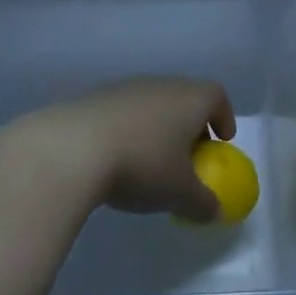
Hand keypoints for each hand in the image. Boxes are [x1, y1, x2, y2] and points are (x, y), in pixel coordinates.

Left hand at [13, 78, 235, 222]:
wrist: (72, 148)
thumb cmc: (141, 164)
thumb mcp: (179, 193)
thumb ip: (203, 202)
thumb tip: (215, 210)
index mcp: (189, 99)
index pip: (216, 95)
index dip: (224, 116)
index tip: (221, 142)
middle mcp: (161, 84)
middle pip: (184, 97)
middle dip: (189, 124)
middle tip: (187, 156)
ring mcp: (125, 88)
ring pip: (151, 103)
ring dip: (156, 127)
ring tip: (149, 161)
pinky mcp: (94, 98)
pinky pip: (123, 112)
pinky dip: (128, 130)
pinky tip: (116, 159)